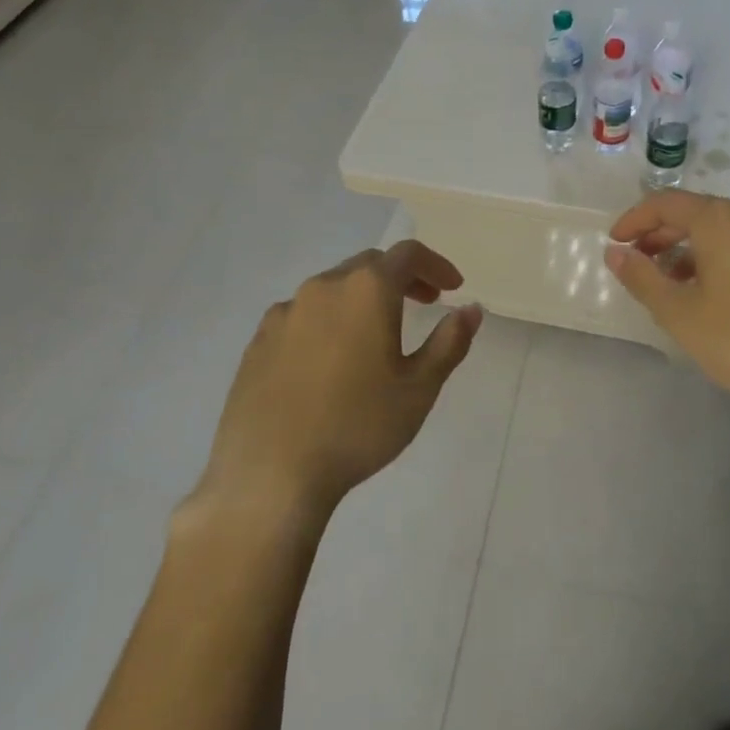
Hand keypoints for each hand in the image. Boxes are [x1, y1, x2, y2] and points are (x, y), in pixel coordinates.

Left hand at [184, 241, 482, 527]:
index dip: (436, 265)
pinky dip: (327, 321)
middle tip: (424, 304)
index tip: (452, 288)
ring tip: (377, 335)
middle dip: (402, 278)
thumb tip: (471, 310)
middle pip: (370, 264)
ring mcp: (285, 311)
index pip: (408, 254)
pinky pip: (302, 315)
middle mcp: (324, 286)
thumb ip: (449, 342)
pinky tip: (329, 360)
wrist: (269, 476)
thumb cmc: (357, 427)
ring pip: (334, 288)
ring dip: (362, 298)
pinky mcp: (258, 340)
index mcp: (367, 289)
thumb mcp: (419, 389)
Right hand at [605, 191, 729, 429]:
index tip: (614, 243)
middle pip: (696, 213)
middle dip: (661, 235)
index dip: (634, 220)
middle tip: (637, 263)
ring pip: (723, 232)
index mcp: (721, 220)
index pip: (665, 203)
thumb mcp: (681, 314)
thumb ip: (642, 278)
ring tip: (672, 284)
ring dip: (690, 250)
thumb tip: (615, 253)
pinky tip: (715, 296)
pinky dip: (719, 260)